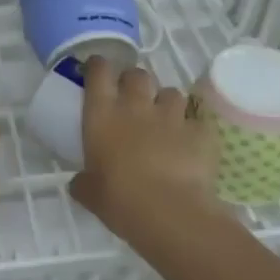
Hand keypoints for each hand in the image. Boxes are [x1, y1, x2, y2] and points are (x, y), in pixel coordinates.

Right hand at [70, 58, 222, 241]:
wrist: (170, 213)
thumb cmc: (120, 200)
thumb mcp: (90, 194)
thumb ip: (83, 182)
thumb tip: (78, 183)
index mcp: (103, 115)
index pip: (99, 72)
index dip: (98, 66)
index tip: (97, 69)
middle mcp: (136, 105)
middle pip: (137, 74)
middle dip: (134, 81)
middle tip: (133, 98)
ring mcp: (171, 115)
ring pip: (171, 92)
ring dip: (166, 102)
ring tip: (166, 119)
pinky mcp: (200, 131)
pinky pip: (198, 119)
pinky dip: (194, 127)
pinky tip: (193, 141)